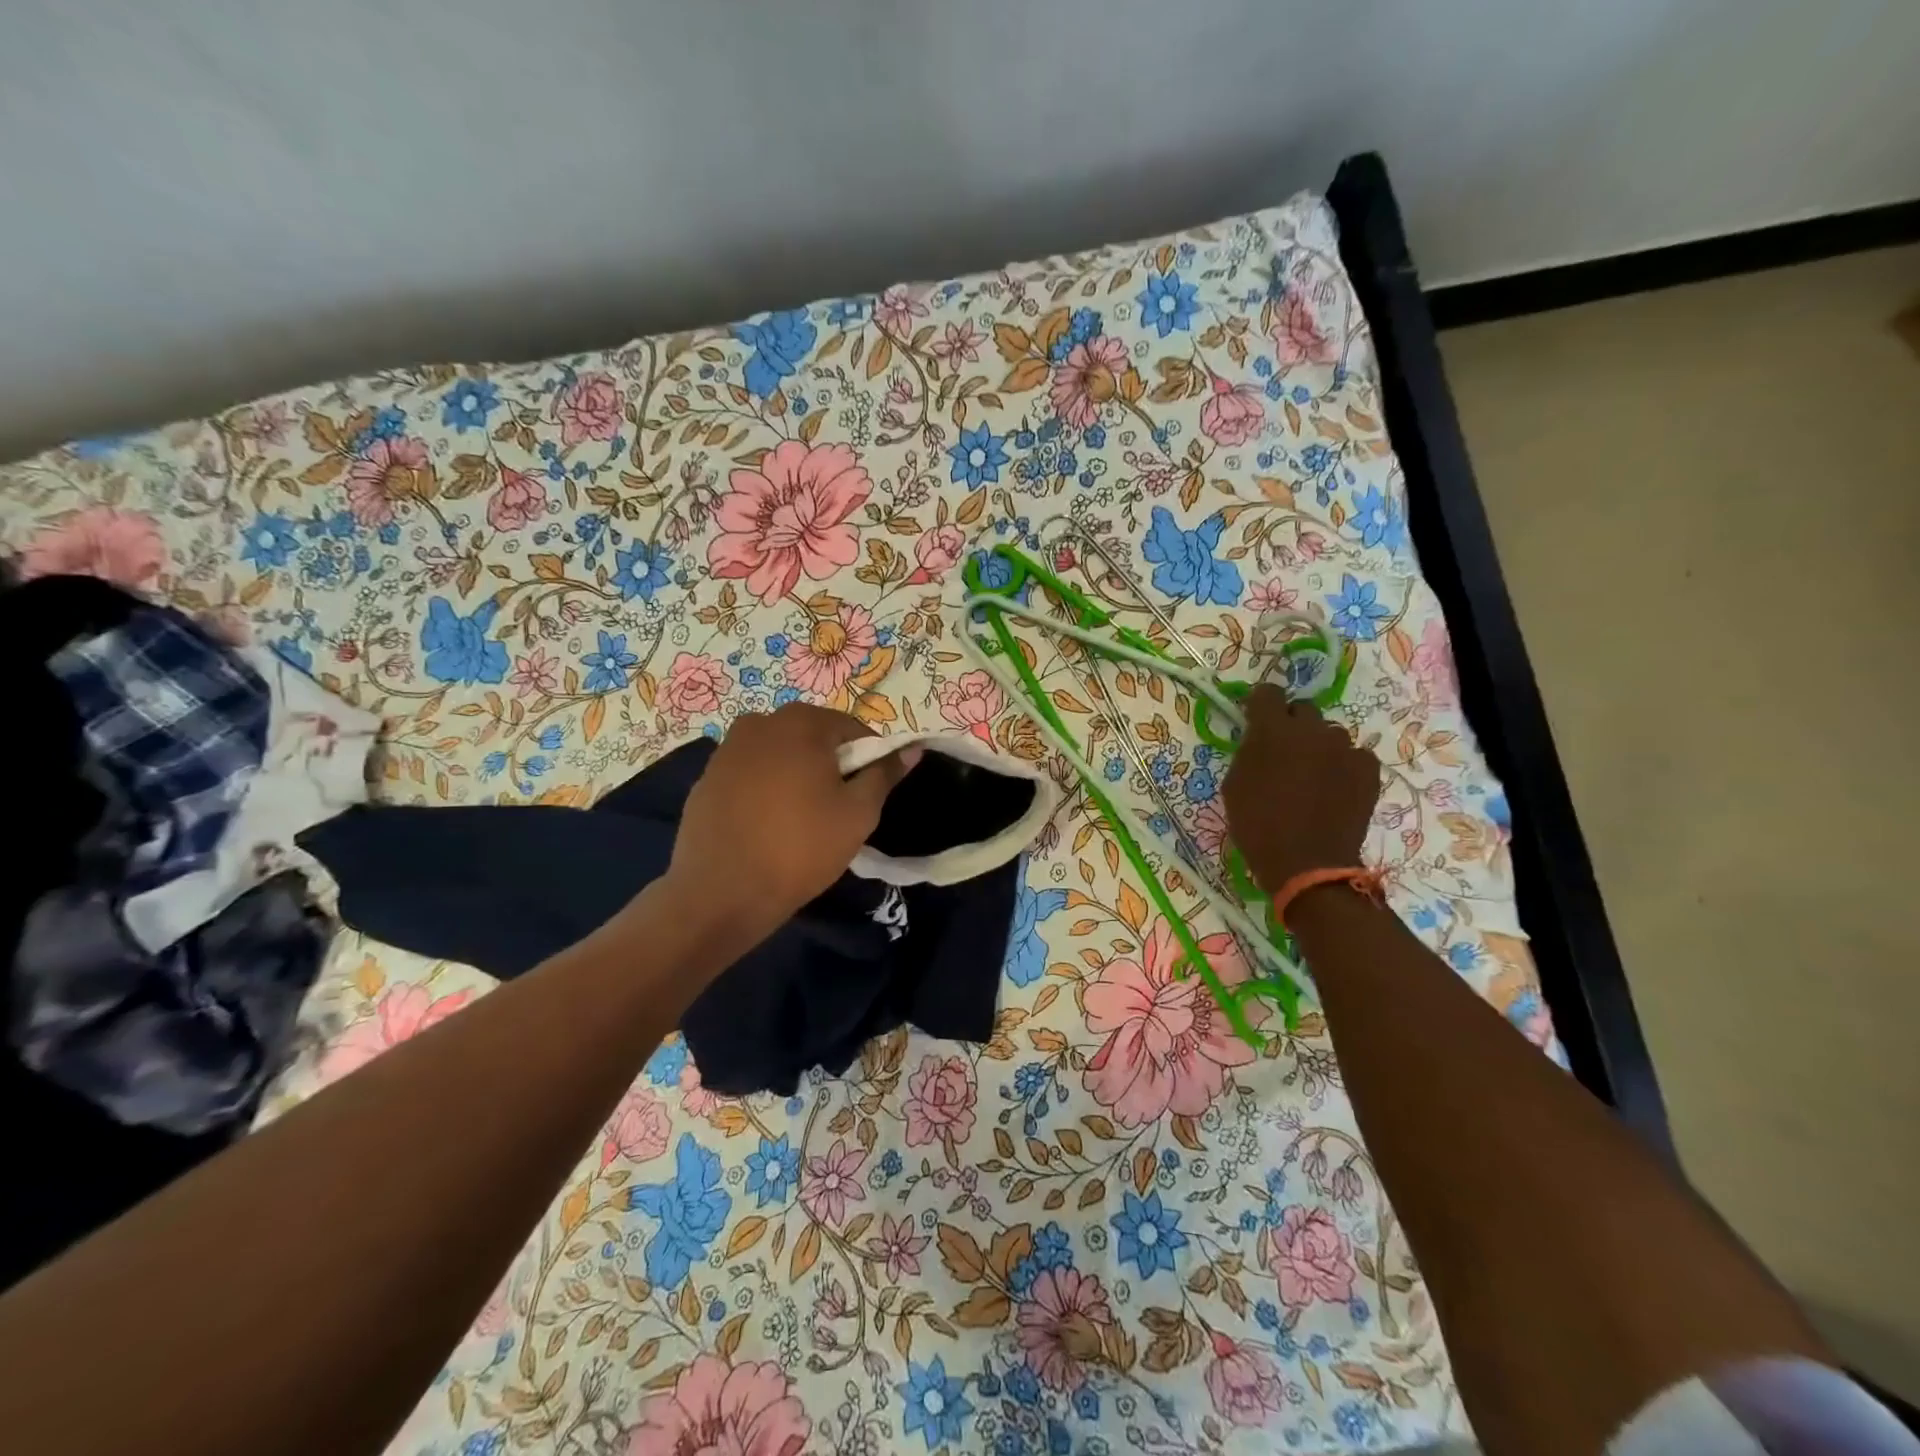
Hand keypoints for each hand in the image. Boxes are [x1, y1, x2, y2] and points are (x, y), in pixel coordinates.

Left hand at [661, 704, 919, 956]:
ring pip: (778, 753)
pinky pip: (750, 773)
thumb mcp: (859, 813)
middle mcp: (759, 723)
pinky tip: (767, 824)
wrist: (722, 893)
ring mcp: (726, 749)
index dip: (868, 758)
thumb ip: (884, 774)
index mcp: (800, 723)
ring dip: (795, 774)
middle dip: (829, 763)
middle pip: (812, 735)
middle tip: (836, 806)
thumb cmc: (801, 847)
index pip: (851, 728)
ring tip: (800, 817)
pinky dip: (764, 788)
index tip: (869, 792)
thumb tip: (911, 749)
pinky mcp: (706, 778)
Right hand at [1221, 686, 1380, 895]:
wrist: (1307, 864)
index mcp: (1272, 730)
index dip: (1260, 705)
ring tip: (1313, 775)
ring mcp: (1344, 748)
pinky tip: (1336, 788)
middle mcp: (1311, 730)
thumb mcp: (1234, 785)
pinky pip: (1354, 755)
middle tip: (1284, 753)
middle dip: (1292, 725)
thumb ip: (1248, 752)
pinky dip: (1344, 765)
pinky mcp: (1368, 770)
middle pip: (1302, 709)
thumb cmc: (1258, 826)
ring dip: (1318, 746)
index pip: (1267, 693)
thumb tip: (1259, 740)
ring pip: (1330, 733)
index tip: (1256, 720)